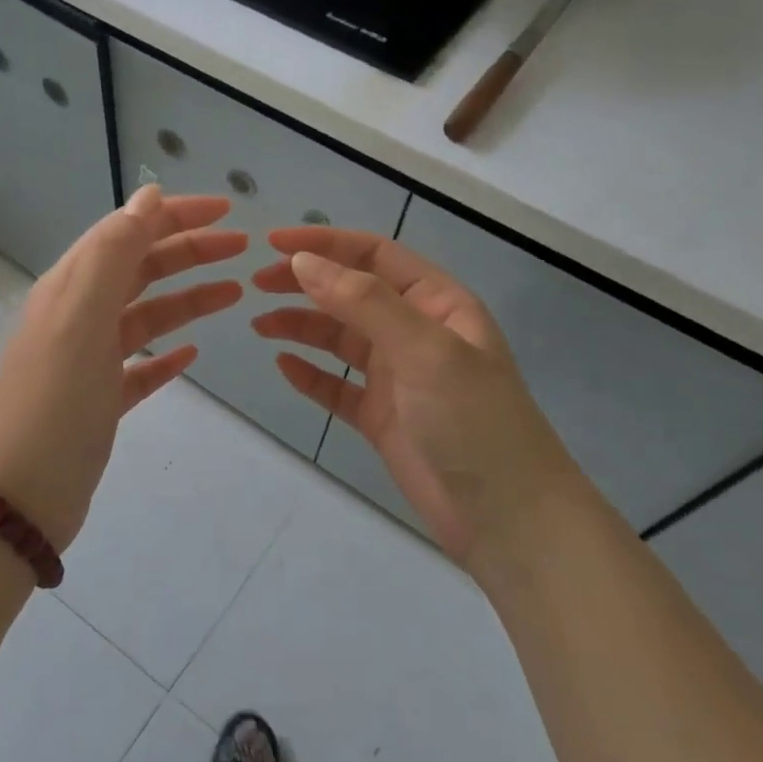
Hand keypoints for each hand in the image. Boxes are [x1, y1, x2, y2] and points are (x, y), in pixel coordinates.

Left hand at [0, 186, 247, 550]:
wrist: (22, 495)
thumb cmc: (56, 401)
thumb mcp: (82, 316)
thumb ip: (114, 253)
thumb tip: (148, 196)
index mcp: (71, 288)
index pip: (127, 232)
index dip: (175, 215)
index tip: (227, 210)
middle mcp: (78, 316)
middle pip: (141, 270)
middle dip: (190, 252)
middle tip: (242, 250)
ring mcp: (89, 361)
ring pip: (146, 316)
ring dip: (188, 300)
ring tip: (233, 294)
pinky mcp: (100, 402)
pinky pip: (140, 367)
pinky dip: (166, 356)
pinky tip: (193, 356)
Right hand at [252, 227, 575, 571]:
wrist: (506, 516)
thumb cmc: (472, 419)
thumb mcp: (423, 349)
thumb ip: (363, 301)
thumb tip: (303, 262)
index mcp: (437, 303)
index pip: (374, 256)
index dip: (324, 244)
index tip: (272, 244)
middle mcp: (416, 332)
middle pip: (351, 293)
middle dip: (305, 283)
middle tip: (256, 284)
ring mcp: (398, 376)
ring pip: (340, 339)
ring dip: (301, 326)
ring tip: (260, 325)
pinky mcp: (382, 417)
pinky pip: (337, 386)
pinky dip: (310, 374)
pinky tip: (283, 366)